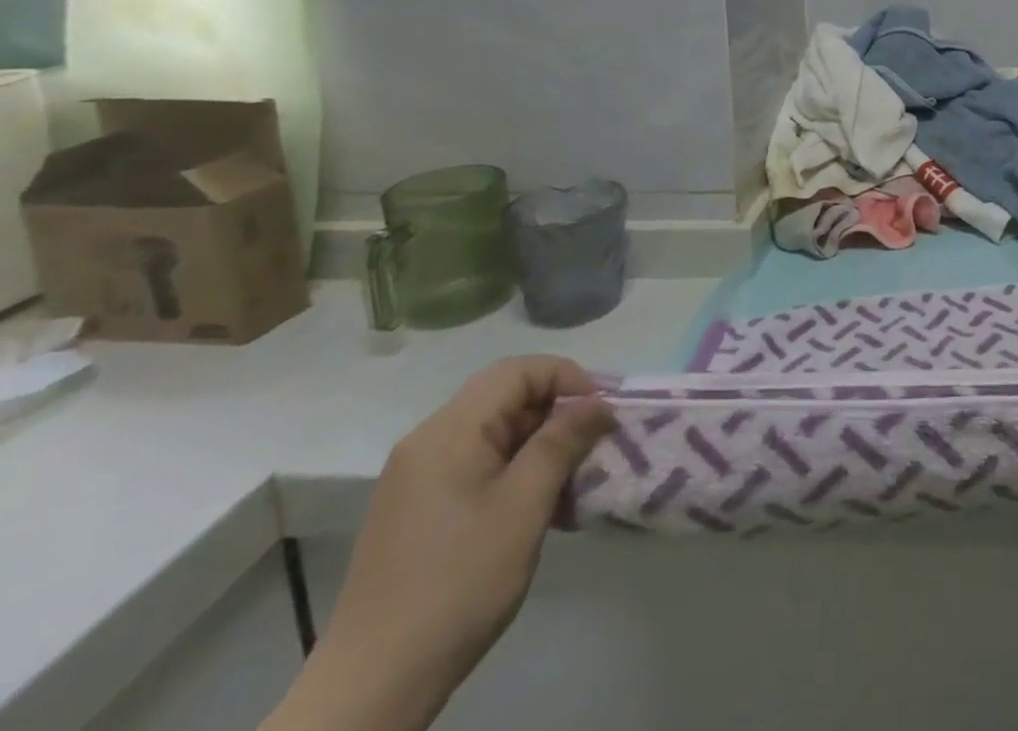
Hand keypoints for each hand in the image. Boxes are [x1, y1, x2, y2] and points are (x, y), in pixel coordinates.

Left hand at [265, 357, 613, 730]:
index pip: (520, 370)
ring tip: (577, 489)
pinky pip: (481, 468)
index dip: (569, 379)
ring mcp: (421, 479)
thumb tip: (599, 402)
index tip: (603, 412)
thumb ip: (563, 441)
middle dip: (560, 417)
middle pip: (509, 400)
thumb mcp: (525, 505)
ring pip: (499, 437)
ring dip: (544, 452)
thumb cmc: (457, 582)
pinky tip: (546, 514)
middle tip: (597, 448)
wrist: (372, 688)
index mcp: (449, 431)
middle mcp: (430, 442)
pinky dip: (519, 477)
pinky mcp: (421, 511)